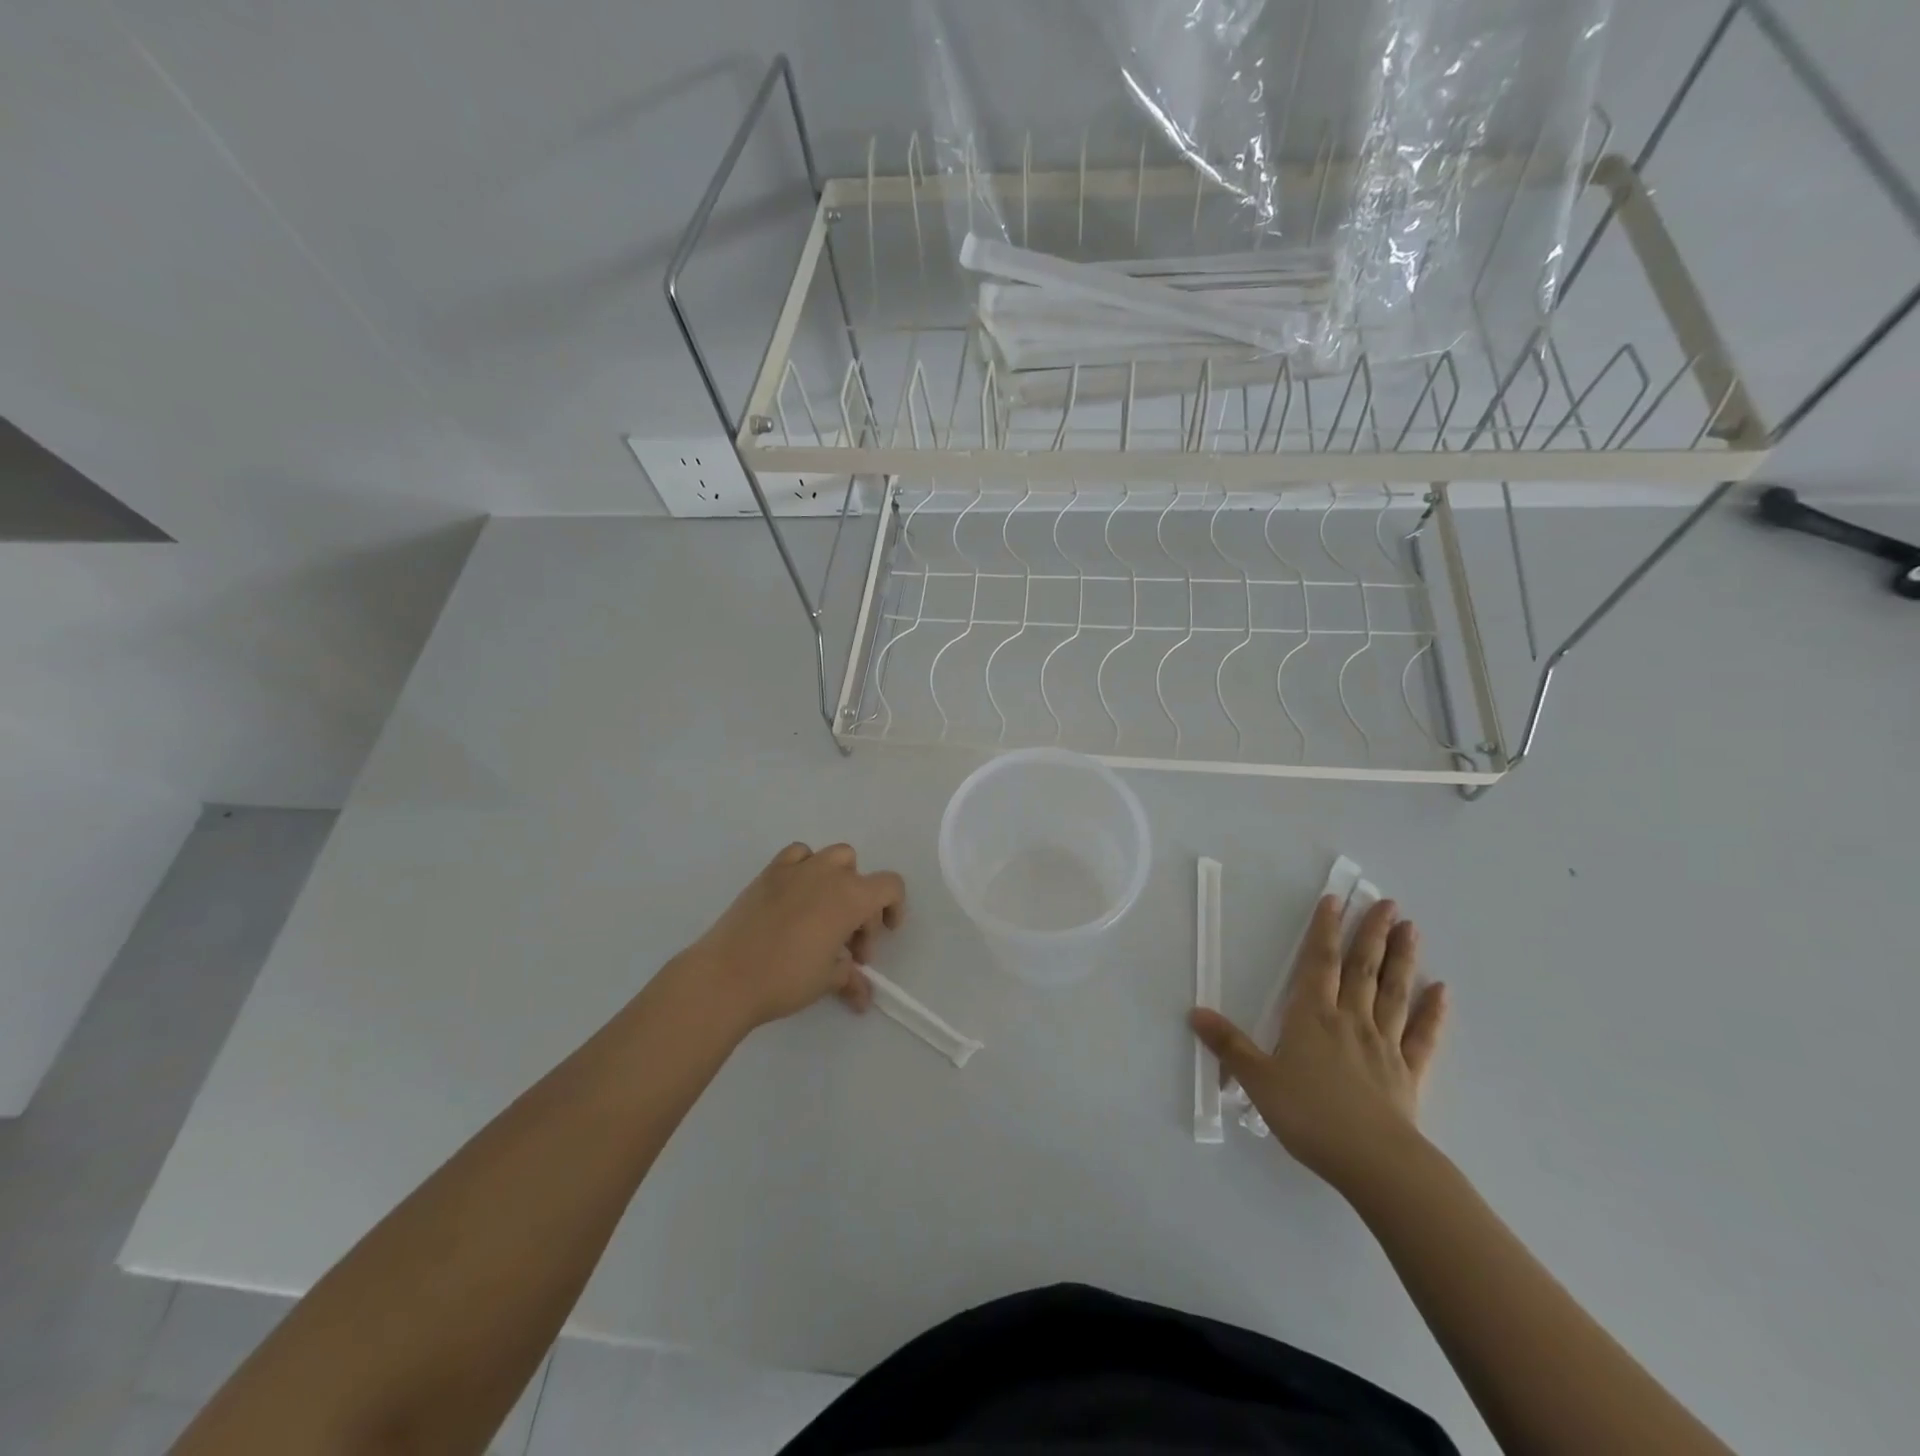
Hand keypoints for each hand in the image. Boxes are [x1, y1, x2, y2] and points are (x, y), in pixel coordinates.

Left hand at [684, 842, 905, 1030]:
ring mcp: (797, 869)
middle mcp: (828, 874)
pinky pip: (798, 855)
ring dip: (839, 880)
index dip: (895, 907)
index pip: (890, 886)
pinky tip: (797, 895)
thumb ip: (851, 979)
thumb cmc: (786, 978)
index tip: (885, 934)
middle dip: (862, 909)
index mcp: (851, 897)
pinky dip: (805, 867)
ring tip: (825, 914)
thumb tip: (863, 996)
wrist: (726, 976)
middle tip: (848, 948)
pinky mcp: (769, 872)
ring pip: (833, 857)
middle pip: (861, 877)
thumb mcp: (827, 981)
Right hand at [1190, 896, 1446, 1197]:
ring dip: (1403, 959)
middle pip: (1363, 969)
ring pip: (1394, 993)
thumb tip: (1195, 1012)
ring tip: (1411, 929)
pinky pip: (1423, 1036)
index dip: (1325, 930)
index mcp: (1312, 1017)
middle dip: (1372, 933)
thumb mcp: (1258, 1081)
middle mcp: (1350, 1021)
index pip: (1319, 963)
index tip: (1334, 900)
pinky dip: (1433, 1012)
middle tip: (1386, 902)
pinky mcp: (1409, 1073)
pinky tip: (1442, 991)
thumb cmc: (1310, 1116)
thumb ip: (1229, 1046)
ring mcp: (1384, 1045)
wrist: (1374, 1163)